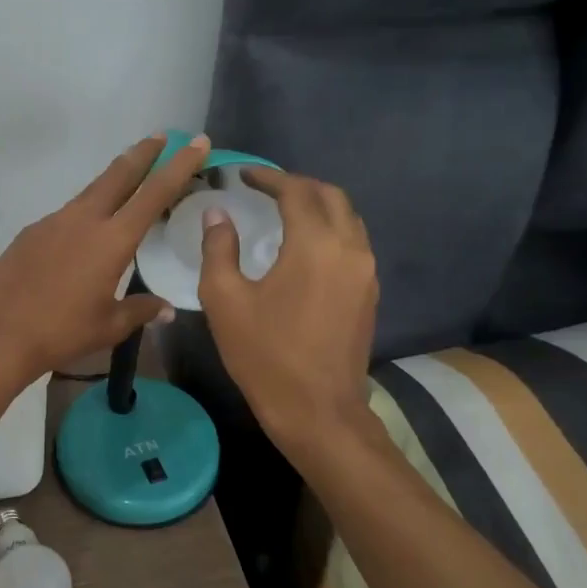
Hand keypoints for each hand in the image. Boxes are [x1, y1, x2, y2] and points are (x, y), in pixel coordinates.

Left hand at [0, 134, 210, 384]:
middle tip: (162, 137)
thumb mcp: (109, 326)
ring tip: (128, 177)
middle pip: (119, 175)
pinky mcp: (31, 231)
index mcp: (112, 240)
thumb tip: (166, 309)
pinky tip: (84, 231)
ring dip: (113, 180)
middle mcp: (84, 220)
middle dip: (143, 153)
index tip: (196, 142)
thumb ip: (141, 310)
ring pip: (91, 191)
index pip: (154, 193)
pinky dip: (85, 210)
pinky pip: (67, 214)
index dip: (179, 165)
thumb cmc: (61, 332)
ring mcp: (54, 222)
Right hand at [199, 168, 377, 449]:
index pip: (296, 191)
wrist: (318, 412)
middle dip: (297, 185)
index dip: (268, 178)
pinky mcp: (369, 293)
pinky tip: (304, 245)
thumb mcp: (225, 300)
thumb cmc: (265, 355)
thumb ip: (219, 248)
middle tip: (264, 189)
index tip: (242, 175)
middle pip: (331, 196)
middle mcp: (349, 249)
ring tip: (284, 211)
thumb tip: (217, 214)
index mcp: (315, 245)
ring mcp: (365, 272)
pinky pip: (353, 242)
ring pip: (347, 218)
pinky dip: (329, 229)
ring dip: (317, 205)